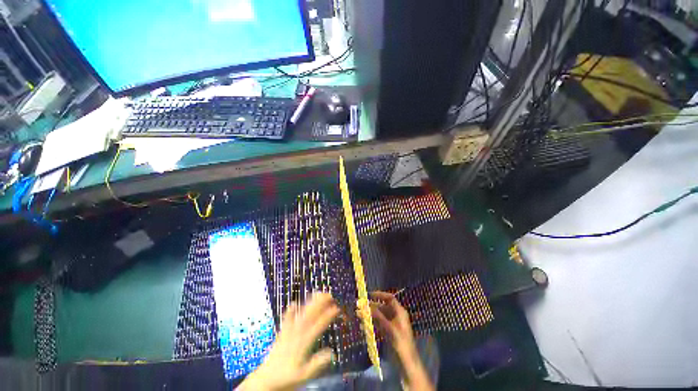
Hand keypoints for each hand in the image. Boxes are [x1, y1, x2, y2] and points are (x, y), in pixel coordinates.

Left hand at [239, 292, 339, 390]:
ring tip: (317, 294)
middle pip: (309, 316)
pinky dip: (290, 311)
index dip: (327, 316)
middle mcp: (296, 335)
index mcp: (303, 344)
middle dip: (319, 304)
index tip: (336, 308)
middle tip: (329, 295)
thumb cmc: (286, 379)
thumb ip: (316, 364)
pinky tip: (293, 303)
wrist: (265, 380)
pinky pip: (286, 320)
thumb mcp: (303, 376)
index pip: (318, 327)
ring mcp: (288, 333)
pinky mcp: (282, 335)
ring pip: (300, 315)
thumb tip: (331, 353)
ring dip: (309, 304)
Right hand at [370, 291, 434, 390]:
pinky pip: (378, 324)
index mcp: (400, 312)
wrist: (407, 364)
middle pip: (382, 307)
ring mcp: (391, 324)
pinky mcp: (388, 333)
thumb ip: (378, 317)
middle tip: (360, 307)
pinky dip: (371, 324)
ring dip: (369, 315)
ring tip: (358, 315)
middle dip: (371, 306)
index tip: (369, 295)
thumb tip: (367, 306)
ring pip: (379, 316)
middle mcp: (395, 316)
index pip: (390, 298)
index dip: (380, 295)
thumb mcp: (390, 329)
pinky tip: (363, 325)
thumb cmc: (401, 344)